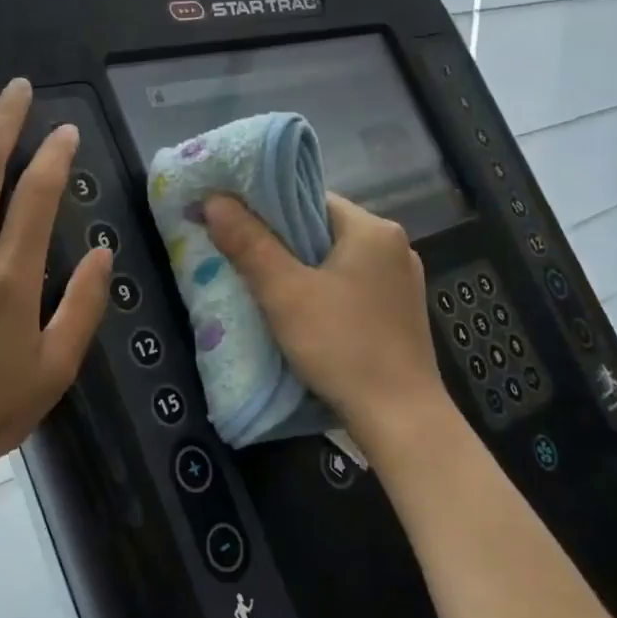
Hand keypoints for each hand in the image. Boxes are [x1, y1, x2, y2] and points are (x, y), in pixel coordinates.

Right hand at [203, 192, 456, 438]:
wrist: (400, 419)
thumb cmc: (341, 346)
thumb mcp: (284, 292)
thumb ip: (248, 243)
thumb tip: (214, 199)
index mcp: (373, 229)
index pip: (310, 199)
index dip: (268, 208)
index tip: (234, 224)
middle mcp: (394, 246)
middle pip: (322, 228)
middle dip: (280, 242)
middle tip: (239, 256)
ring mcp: (402, 281)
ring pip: (335, 259)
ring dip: (300, 268)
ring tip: (263, 286)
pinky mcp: (399, 312)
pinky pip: (350, 285)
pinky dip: (322, 290)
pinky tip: (301, 312)